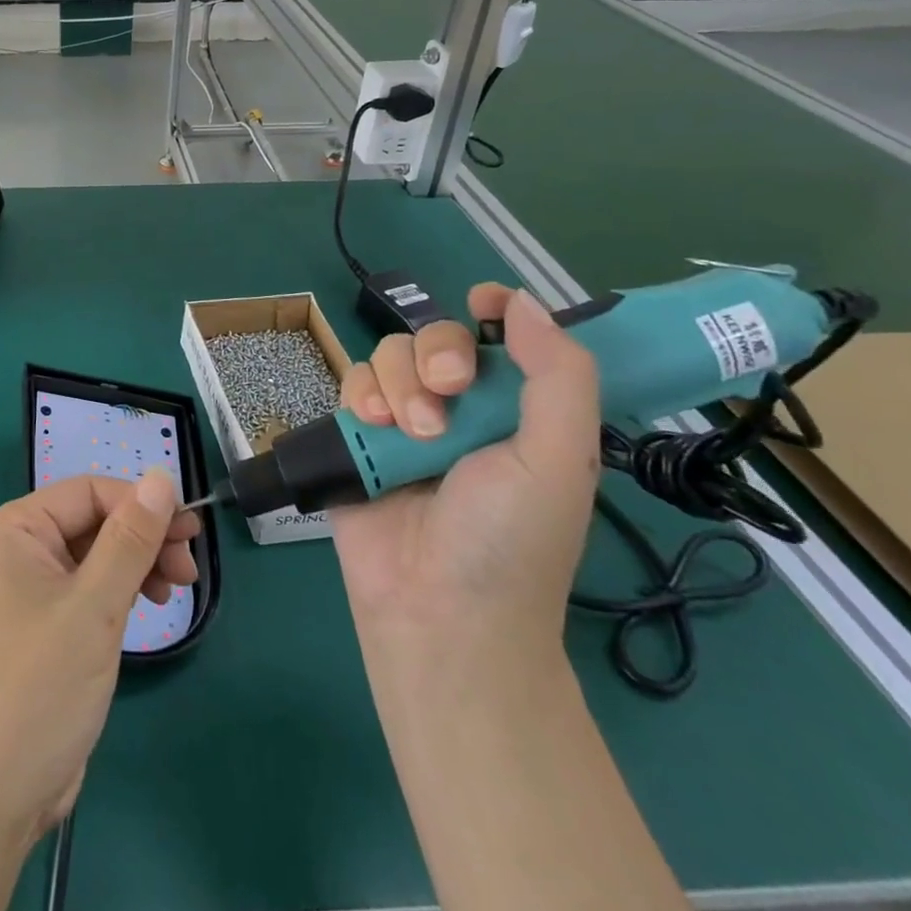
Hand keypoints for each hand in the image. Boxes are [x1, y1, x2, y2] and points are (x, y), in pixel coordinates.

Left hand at [0, 472, 200, 836]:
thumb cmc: (39, 689)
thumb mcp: (94, 607)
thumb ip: (130, 539)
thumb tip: (161, 477)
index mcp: (11, 530)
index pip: (87, 492)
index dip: (140, 503)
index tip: (189, 531)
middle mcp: (13, 550)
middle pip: (90, 522)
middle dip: (142, 538)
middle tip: (190, 564)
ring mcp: (24, 590)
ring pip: (92, 556)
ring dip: (136, 564)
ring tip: (176, 588)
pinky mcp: (40, 626)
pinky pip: (85, 588)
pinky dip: (118, 591)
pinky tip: (147, 605)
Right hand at [331, 285, 599, 663]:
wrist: (437, 610)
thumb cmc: (511, 541)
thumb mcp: (558, 459)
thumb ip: (557, 376)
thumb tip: (523, 301)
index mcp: (516, 412)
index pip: (506, 339)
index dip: (497, 309)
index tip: (483, 300)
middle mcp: (459, 409)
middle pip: (437, 337)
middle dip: (438, 355)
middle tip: (447, 394)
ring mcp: (404, 421)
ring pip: (390, 355)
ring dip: (399, 383)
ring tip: (408, 432)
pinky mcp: (358, 435)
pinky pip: (353, 382)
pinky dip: (361, 394)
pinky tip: (372, 425)